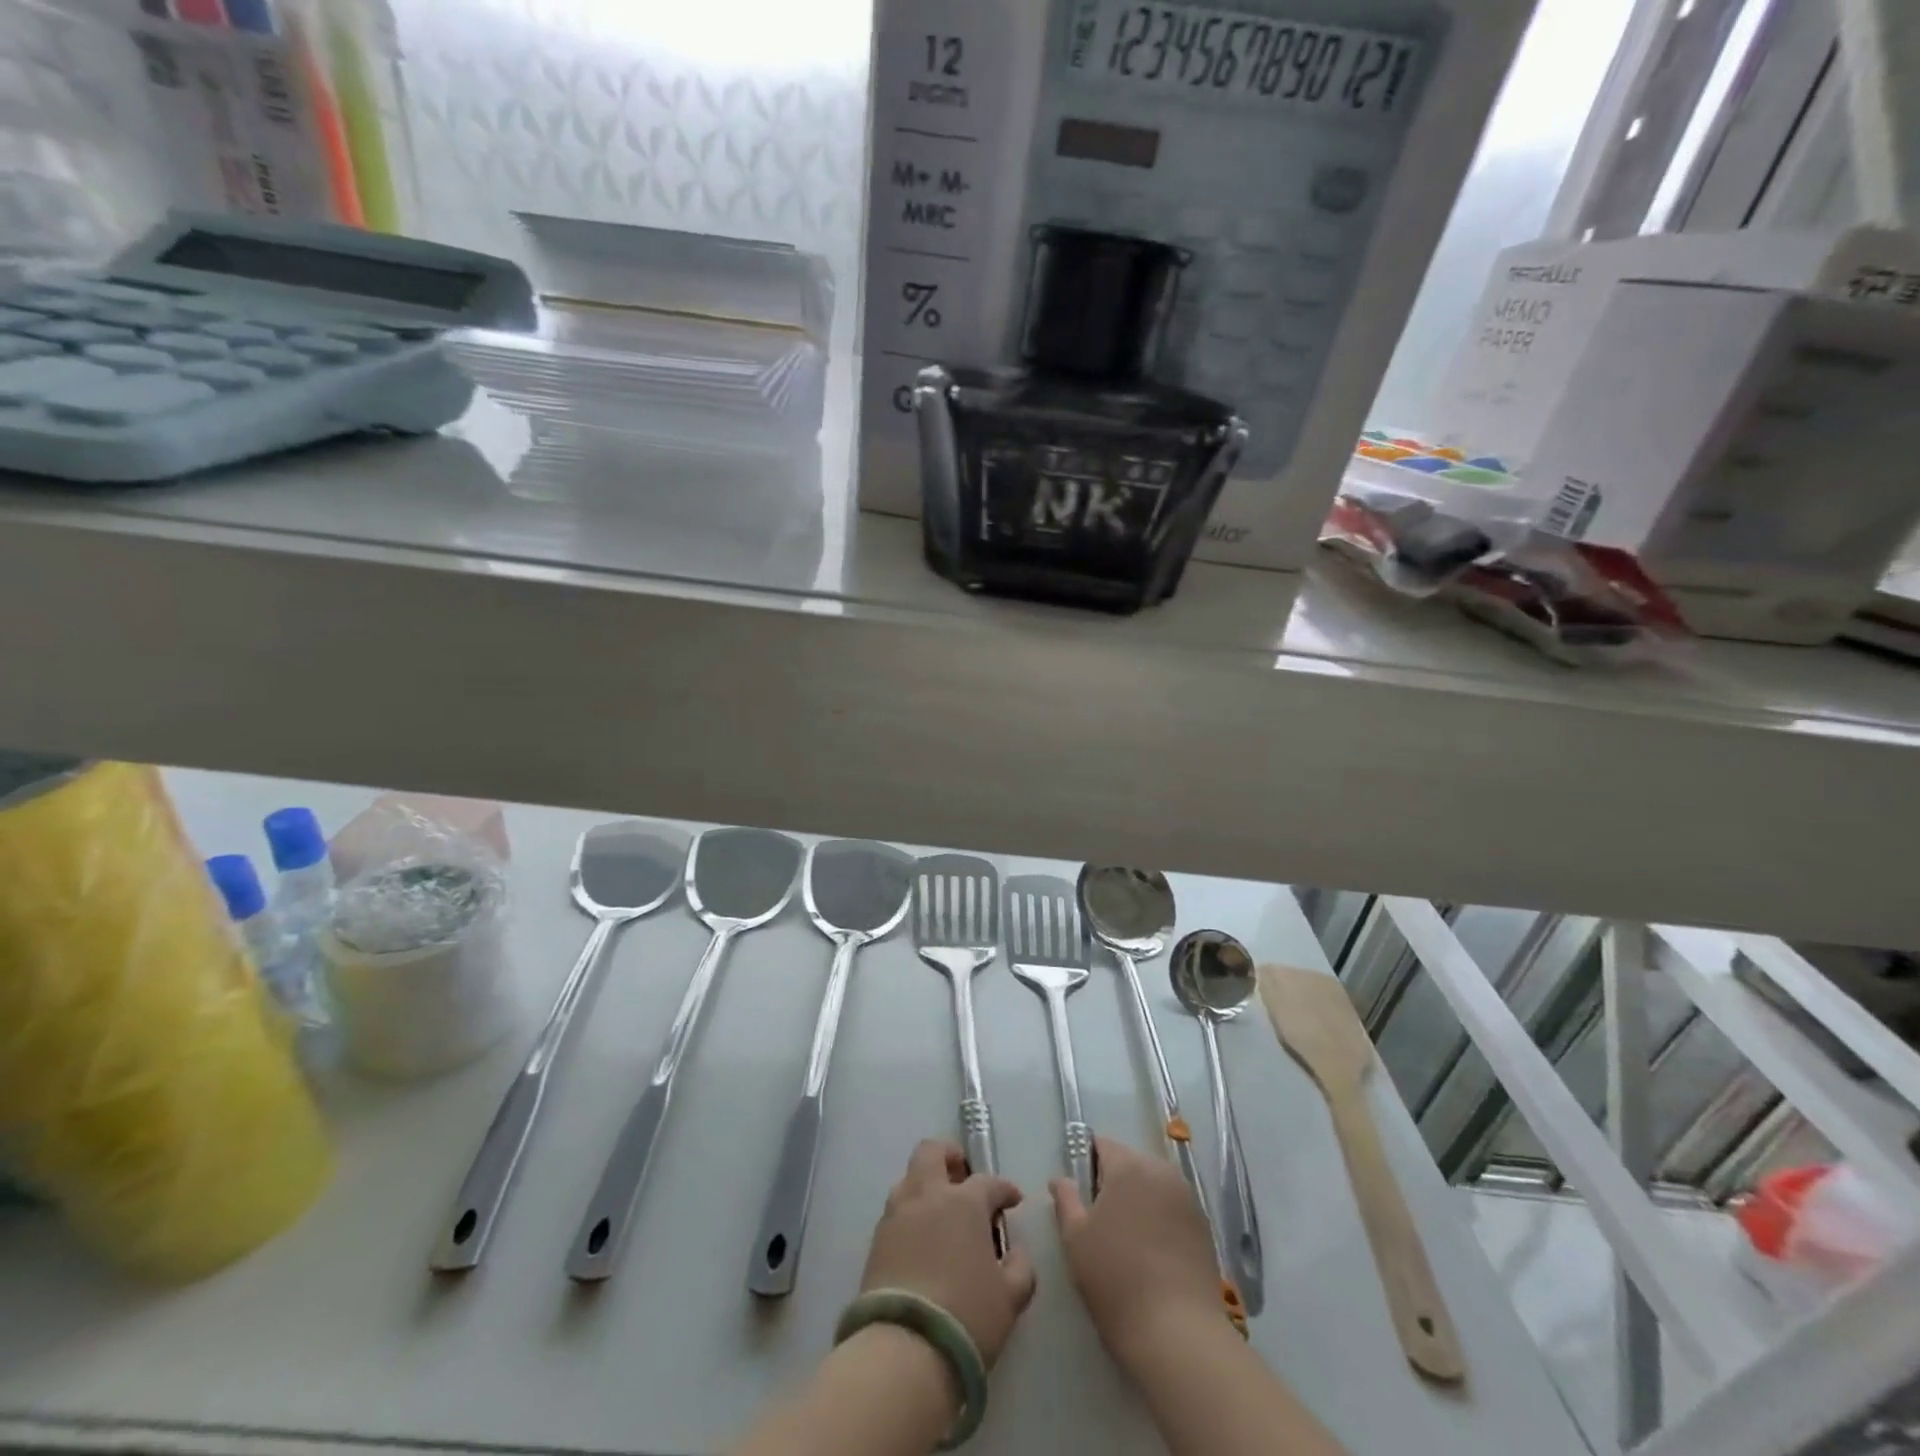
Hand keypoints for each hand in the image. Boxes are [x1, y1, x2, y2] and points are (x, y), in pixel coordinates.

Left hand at [860, 1139, 1035, 1365]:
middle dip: (949, 1156)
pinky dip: (910, 1215)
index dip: (1004, 1189)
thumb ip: (1020, 1269)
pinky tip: (920, 1241)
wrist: (903, 1349)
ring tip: (940, 1212)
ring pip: (909, 1178)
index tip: (1013, 1200)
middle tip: (962, 1176)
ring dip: (925, 1185)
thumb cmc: (967, 1316)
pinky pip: (896, 1212)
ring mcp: (897, 1214)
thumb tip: (1015, 1253)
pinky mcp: (876, 1240)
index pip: (988, 1182)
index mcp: (964, 1202)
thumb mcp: (1010, 1299)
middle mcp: (928, 1195)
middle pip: (932, 1152)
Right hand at [1052, 1137, 1224, 1367]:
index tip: (1081, 1197)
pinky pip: (1173, 1210)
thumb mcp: (1075, 1239)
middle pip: (1130, 1164)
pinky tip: (1154, 1257)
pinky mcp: (1204, 1228)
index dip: (1087, 1165)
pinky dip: (1161, 1222)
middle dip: (1115, 1184)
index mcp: (1128, 1165)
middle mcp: (1161, 1171)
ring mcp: (1188, 1199)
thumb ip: (1066, 1199)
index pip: (1102, 1145)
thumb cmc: (1115, 1279)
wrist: (1178, 1334)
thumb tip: (1061, 1179)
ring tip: (1129, 1243)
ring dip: (1139, 1203)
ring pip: (1153, 1187)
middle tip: (1102, 1225)